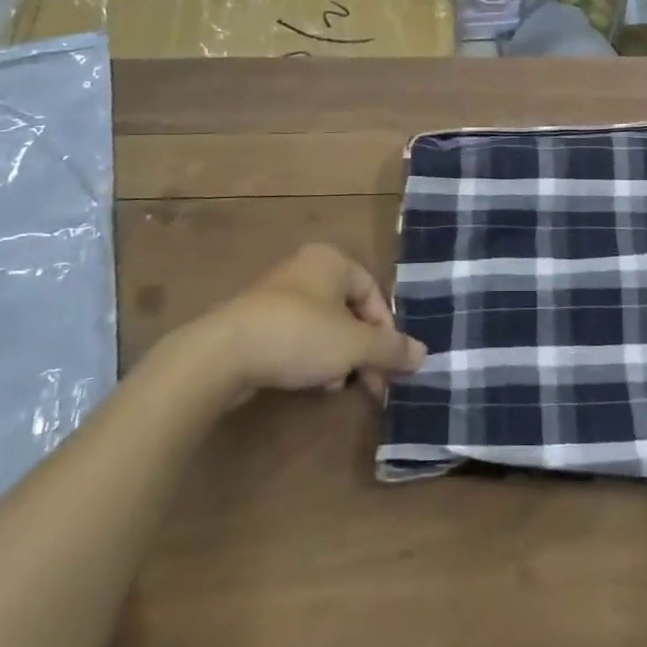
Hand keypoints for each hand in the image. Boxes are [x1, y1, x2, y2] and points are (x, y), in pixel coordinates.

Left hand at [198, 243, 427, 403]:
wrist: (222, 354)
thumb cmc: (300, 335)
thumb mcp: (355, 345)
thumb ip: (391, 349)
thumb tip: (423, 354)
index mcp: (332, 260)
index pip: (373, 292)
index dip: (386, 329)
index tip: (389, 364)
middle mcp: (306, 269)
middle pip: (349, 311)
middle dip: (362, 349)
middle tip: (371, 383)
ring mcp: (277, 294)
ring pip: (324, 326)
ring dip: (338, 357)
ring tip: (337, 386)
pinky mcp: (255, 321)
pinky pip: (297, 336)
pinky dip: (311, 357)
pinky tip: (311, 383)